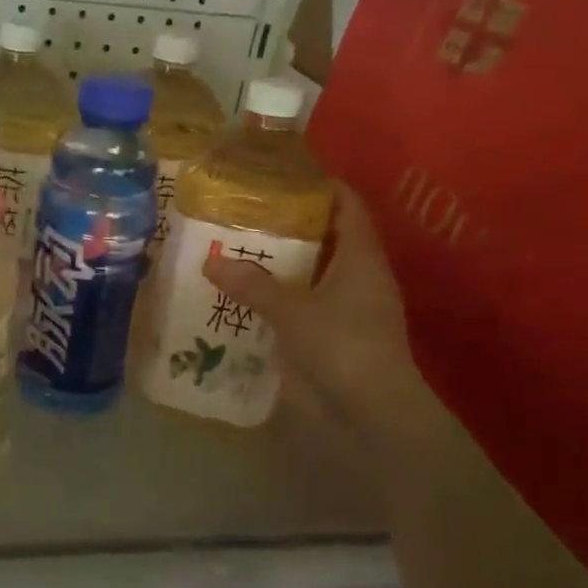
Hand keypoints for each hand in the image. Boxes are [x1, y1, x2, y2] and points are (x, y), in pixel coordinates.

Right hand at [203, 180, 436, 451]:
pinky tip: (256, 292)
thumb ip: (252, 285)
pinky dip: (288, 290)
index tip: (280, 177)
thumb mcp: (292, 312)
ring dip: (287, 259)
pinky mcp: (342, 330)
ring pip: (319, 268)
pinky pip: (312, 297)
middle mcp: (361, 273)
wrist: (376, 410)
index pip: (346, 204)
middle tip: (249, 213)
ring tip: (244, 248)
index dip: (320, 186)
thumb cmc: (342, 347)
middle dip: (292, 223)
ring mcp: (354, 304)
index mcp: (361, 256)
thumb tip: (210, 263)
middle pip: (329, 234)